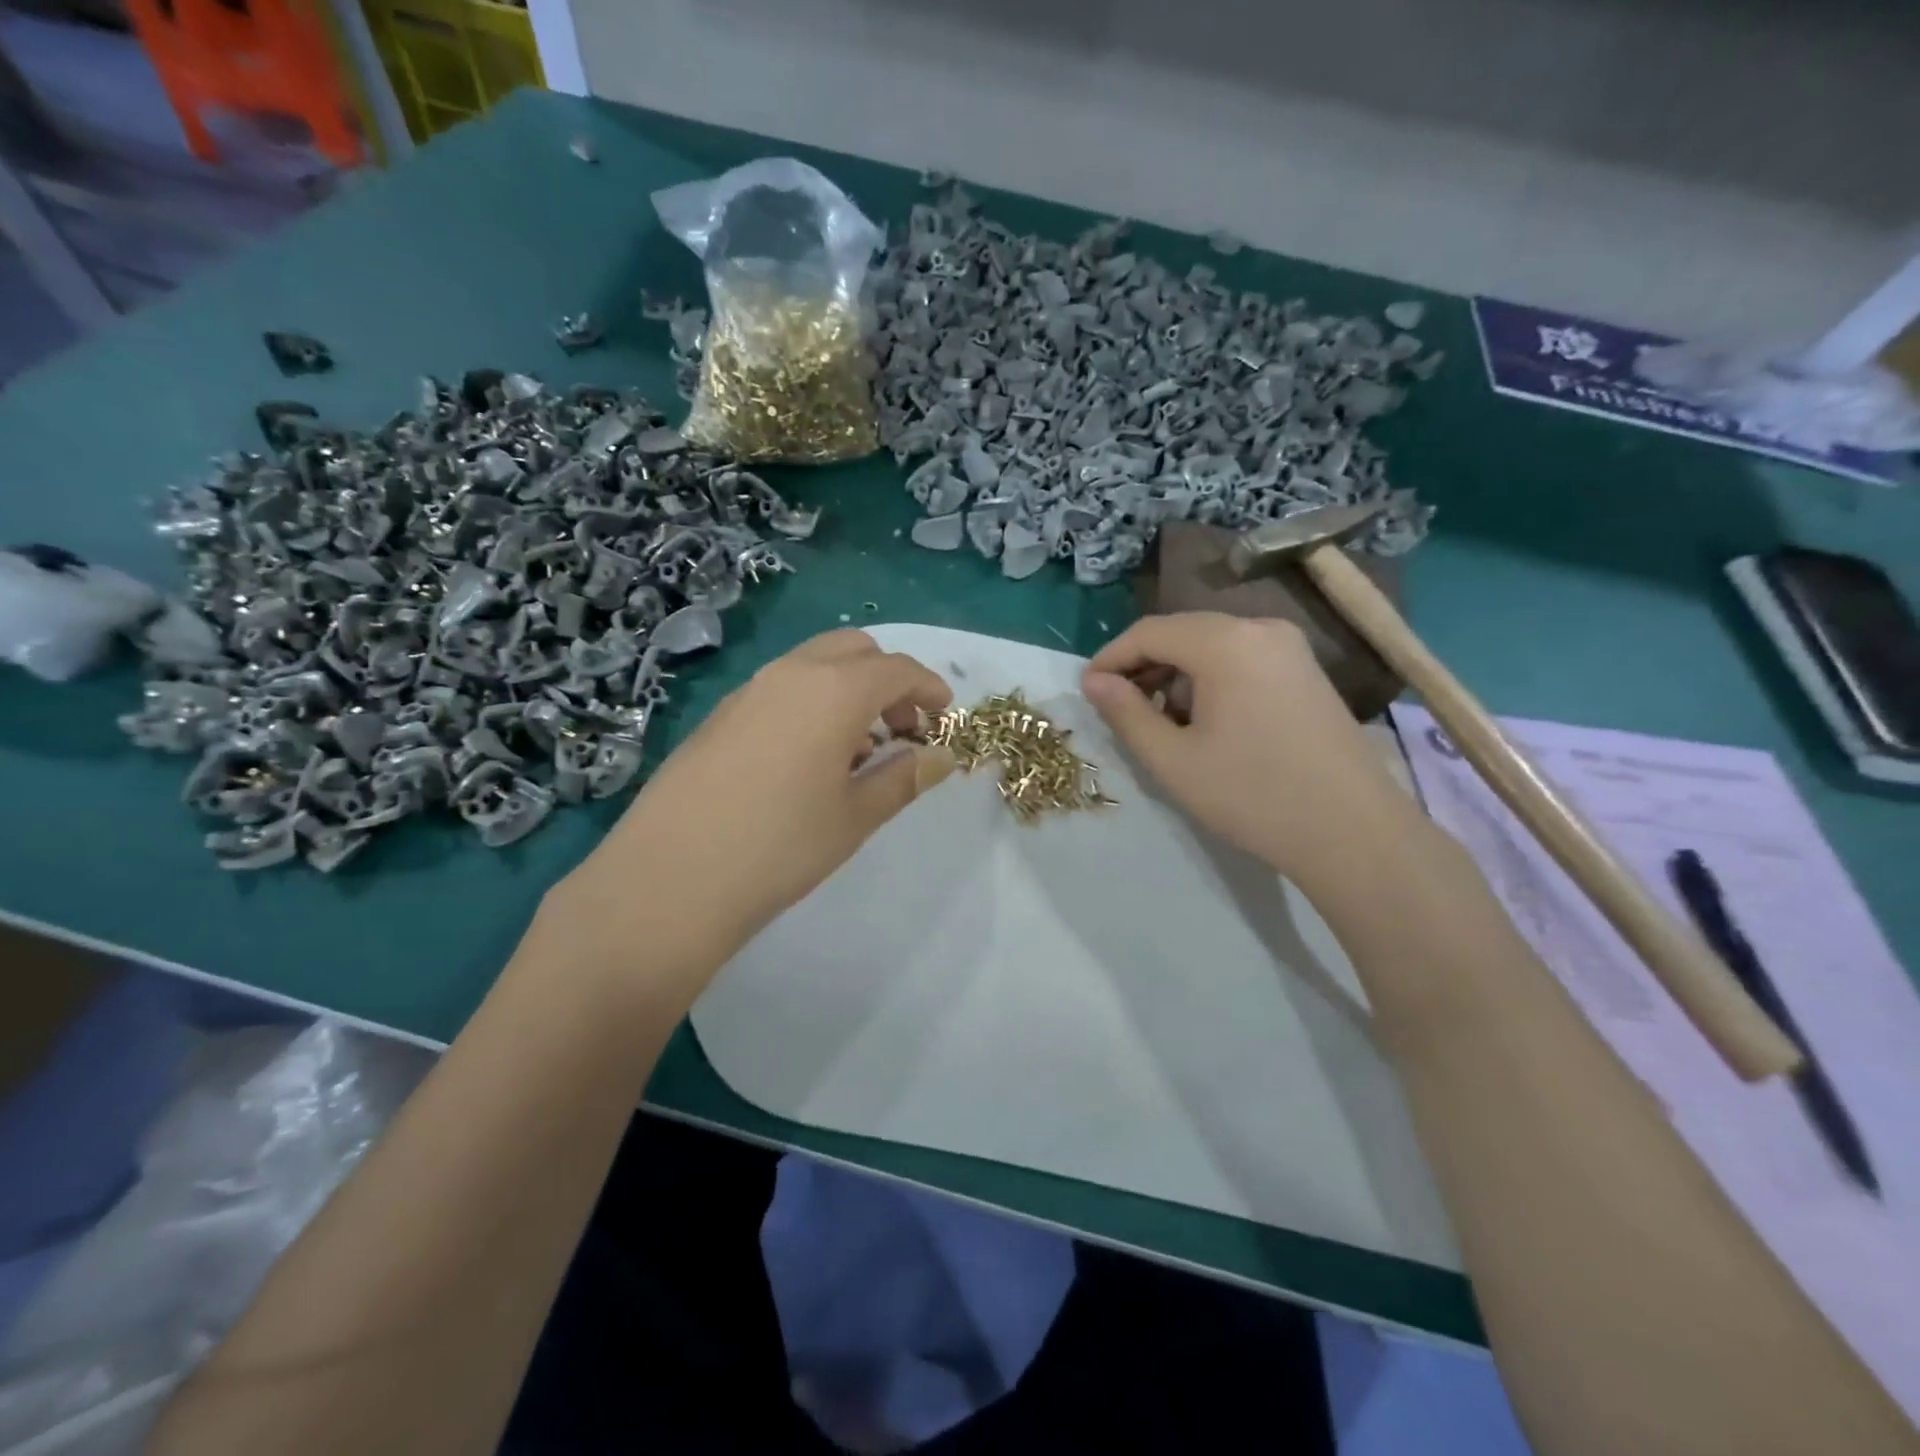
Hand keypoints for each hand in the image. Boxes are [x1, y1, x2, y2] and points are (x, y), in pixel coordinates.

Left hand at [549, 630, 955, 985]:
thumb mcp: (856, 816)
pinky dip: (812, 702)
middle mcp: (791, 674)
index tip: (944, 718)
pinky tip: (808, 760)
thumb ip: (905, 778)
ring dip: (849, 690)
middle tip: (902, 731)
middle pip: (855, 650)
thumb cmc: (780, 847)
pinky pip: (781, 688)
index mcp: (834, 691)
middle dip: (888, 680)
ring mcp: (748, 690)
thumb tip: (940, 756)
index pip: (897, 670)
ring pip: (814, 665)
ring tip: (858, 751)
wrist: (669, 879)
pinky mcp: (720, 714)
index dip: (929, 689)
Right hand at [1081, 613, 1418, 887]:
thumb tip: (1094, 682)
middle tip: (1121, 709)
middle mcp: (1260, 628)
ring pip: (1212, 646)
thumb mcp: (1172, 759)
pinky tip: (1207, 722)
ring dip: (1177, 675)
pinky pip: (1242, 658)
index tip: (1088, 691)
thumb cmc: (1252, 795)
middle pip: (1182, 632)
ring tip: (1164, 723)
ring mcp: (1290, 647)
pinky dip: (1211, 680)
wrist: (1353, 831)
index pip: (1149, 632)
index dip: (1111, 659)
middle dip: (1144, 666)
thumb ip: (1126, 713)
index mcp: (1226, 642)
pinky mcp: (1306, 670)